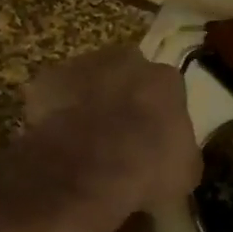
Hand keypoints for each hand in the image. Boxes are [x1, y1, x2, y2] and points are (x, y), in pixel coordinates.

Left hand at [8, 44, 201, 215]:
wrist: (88, 168)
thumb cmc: (147, 169)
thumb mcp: (185, 171)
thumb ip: (180, 150)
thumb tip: (173, 154)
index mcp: (165, 78)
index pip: (166, 89)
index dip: (158, 113)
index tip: (152, 136)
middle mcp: (126, 60)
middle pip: (127, 75)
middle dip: (123, 96)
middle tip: (118, 132)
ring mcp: (83, 65)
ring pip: (88, 80)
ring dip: (88, 101)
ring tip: (83, 138)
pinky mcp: (47, 80)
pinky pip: (54, 95)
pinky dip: (55, 112)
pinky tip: (57, 139)